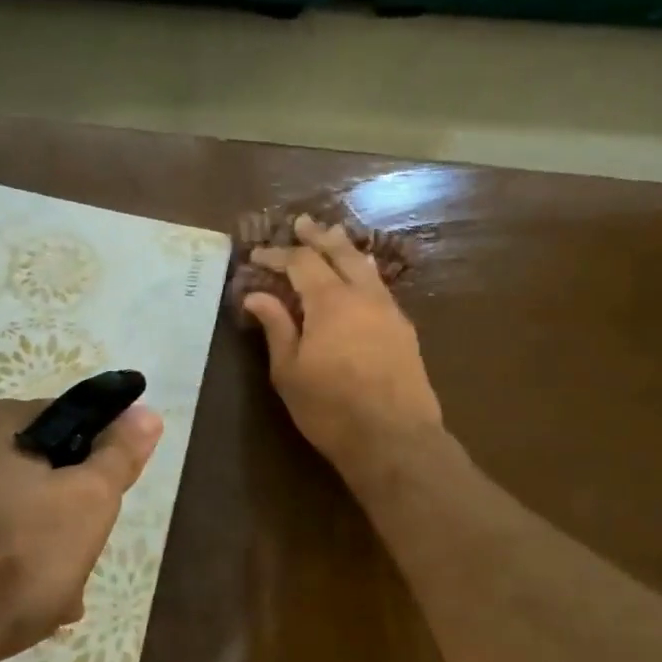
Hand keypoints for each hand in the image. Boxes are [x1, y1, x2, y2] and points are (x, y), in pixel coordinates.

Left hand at [0, 398, 163, 661]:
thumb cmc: (15, 556)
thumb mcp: (88, 502)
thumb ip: (119, 455)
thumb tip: (145, 413)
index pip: (68, 417)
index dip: (99, 454)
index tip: (110, 497)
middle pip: (38, 470)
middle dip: (69, 512)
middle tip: (86, 553)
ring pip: (11, 512)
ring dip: (42, 546)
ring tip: (60, 595)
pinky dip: (4, 565)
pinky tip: (19, 608)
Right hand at [243, 214, 442, 469]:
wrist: (394, 438)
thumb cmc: (331, 408)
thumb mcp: (290, 371)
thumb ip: (276, 327)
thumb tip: (257, 295)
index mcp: (330, 301)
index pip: (301, 262)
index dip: (278, 254)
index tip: (257, 254)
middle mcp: (363, 295)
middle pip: (340, 252)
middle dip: (318, 236)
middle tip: (302, 223)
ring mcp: (389, 311)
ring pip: (366, 267)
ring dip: (345, 250)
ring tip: (333, 240)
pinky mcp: (404, 330)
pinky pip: (380, 288)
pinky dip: (363, 274)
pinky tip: (360, 281)